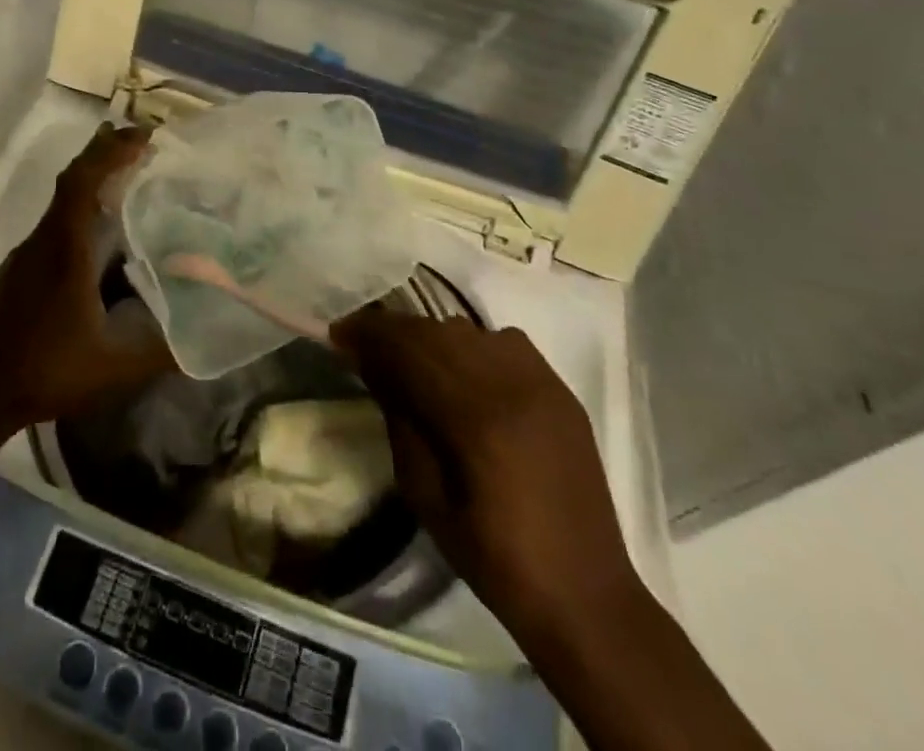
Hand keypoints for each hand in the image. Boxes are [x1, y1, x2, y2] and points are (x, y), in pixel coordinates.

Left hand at [0, 125, 174, 435]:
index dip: (113, 150)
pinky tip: (103, 241)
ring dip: (95, 183)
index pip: (84, 178)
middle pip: (73, 179)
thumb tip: (210, 336)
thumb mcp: (113, 367)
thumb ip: (164, 351)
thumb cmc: (42, 371)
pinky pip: (56, 226)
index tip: (147, 135)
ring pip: (63, 203)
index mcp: (64, 247)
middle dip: (108, 154)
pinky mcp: (18, 272)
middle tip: (146, 145)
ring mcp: (26, 255)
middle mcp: (43, 240)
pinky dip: (82, 211)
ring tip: (134, 183)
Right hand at [330, 310, 643, 650]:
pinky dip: (471, 345)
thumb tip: (374, 367)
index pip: (409, 348)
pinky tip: (461, 371)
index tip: (339, 333)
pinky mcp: (560, 388)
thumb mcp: (424, 495)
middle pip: (437, 331)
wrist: (584, 593)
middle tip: (364, 343)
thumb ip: (400, 420)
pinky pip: (504, 342)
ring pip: (469, 330)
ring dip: (431, 337)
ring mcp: (541, 380)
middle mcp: (510, 383)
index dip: (369, 333)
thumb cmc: (493, 556)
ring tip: (409, 358)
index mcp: (475, 417)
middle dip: (394, 331)